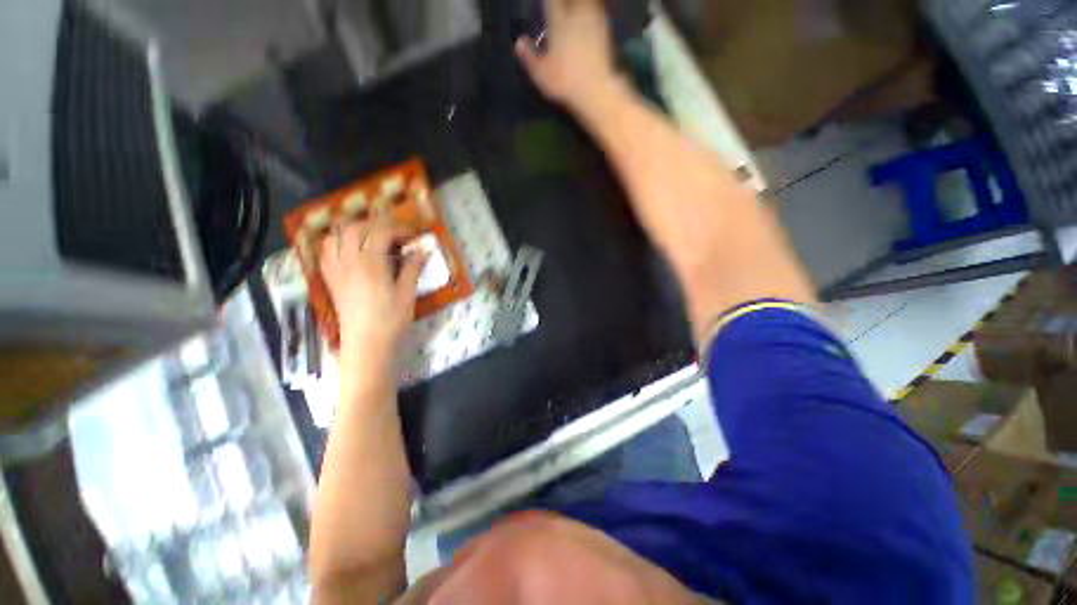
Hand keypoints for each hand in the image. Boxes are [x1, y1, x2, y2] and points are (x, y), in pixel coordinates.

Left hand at [320, 219, 426, 360]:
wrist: (366, 343)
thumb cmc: (390, 319)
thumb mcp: (407, 293)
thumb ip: (413, 267)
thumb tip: (424, 249)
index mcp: (370, 264)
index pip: (381, 232)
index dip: (399, 229)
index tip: (414, 236)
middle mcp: (348, 261)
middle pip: (356, 227)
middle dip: (377, 225)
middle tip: (395, 235)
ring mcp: (336, 269)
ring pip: (337, 235)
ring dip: (355, 230)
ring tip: (373, 238)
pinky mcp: (331, 278)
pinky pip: (327, 250)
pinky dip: (340, 242)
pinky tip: (353, 250)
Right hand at [514, 0, 618, 110]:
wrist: (595, 89)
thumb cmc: (565, 81)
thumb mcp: (540, 73)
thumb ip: (529, 56)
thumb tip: (519, 43)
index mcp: (559, 22)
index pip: (553, 1)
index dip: (550, 2)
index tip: (547, 4)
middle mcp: (577, 15)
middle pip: (573, 0)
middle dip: (567, 2)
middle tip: (562, 7)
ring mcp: (594, 23)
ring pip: (590, 3)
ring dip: (583, 5)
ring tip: (577, 9)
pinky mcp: (606, 33)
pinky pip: (600, 14)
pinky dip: (595, 13)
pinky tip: (592, 19)